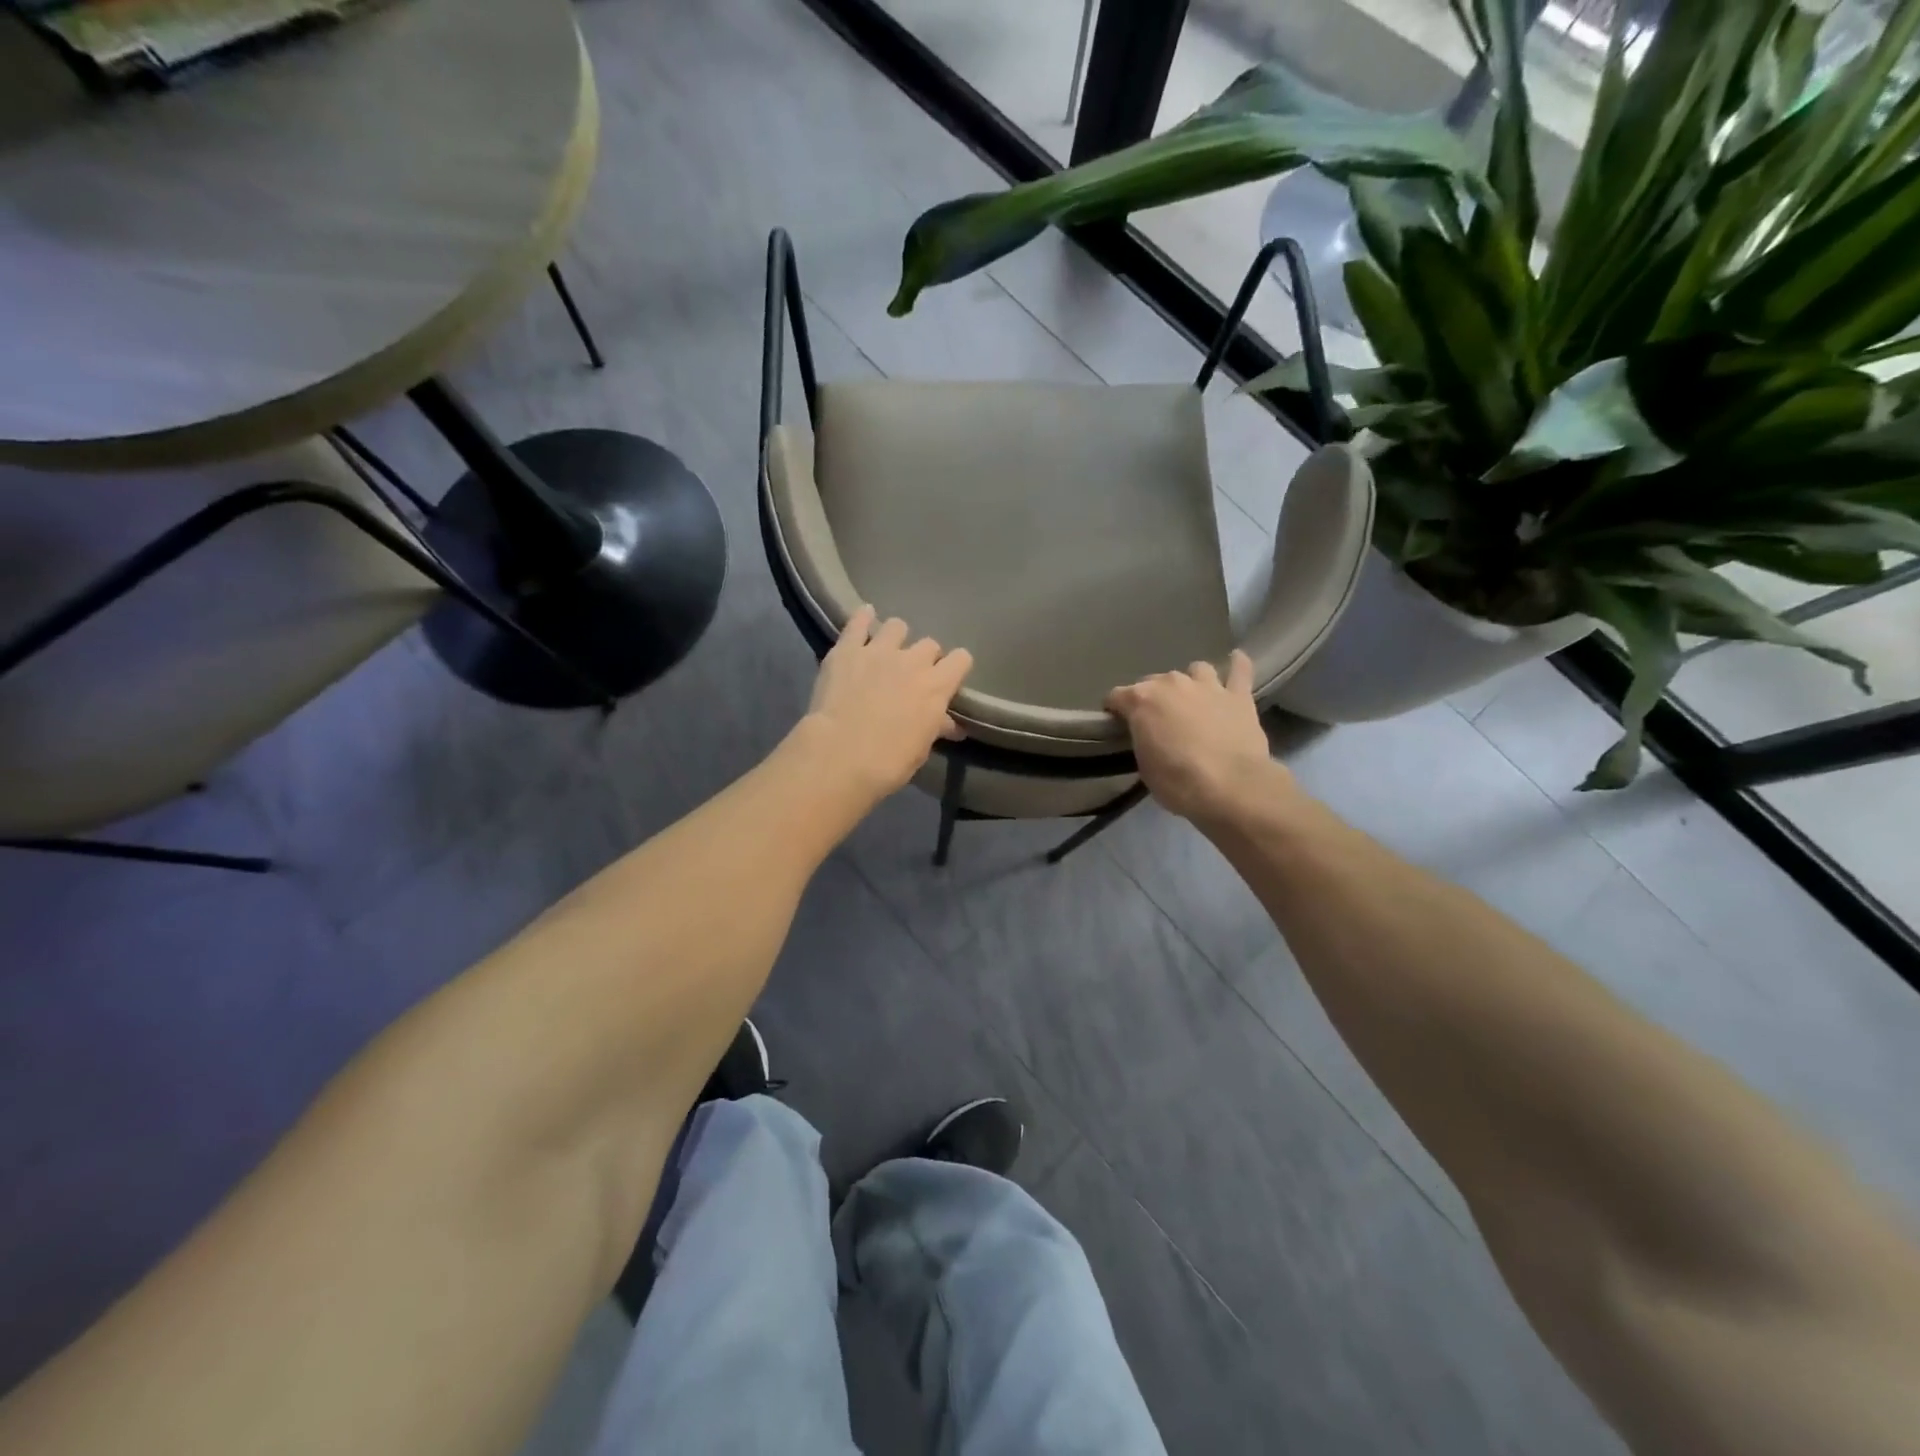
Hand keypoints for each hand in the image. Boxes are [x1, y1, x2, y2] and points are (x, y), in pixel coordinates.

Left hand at [799, 606, 972, 802]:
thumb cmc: (889, 761)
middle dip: (924, 657)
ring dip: (895, 637)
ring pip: (897, 626)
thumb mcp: (921, 748)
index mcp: (937, 686)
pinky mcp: (846, 649)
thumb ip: (936, 727)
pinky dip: (862, 619)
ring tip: (886, 650)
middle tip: (911, 675)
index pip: (961, 659)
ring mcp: (878, 650)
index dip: (955, 668)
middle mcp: (913, 660)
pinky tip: (864, 618)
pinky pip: (858, 622)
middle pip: (929, 644)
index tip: (947, 680)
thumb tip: (951, 725)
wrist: (840, 755)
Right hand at [1106, 651, 1286, 825]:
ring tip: (1194, 699)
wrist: (1230, 786)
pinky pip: (1239, 669)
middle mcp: (1172, 684)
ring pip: (1195, 670)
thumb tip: (1149, 735)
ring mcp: (1207, 686)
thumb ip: (1143, 740)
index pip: (1116, 696)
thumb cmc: (1177, 782)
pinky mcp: (1238, 695)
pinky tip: (1235, 661)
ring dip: (1191, 682)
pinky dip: (1236, 665)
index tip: (1119, 726)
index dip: (1115, 711)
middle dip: (1153, 698)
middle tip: (1159, 721)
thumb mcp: (1144, 766)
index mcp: (1142, 700)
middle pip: (1154, 682)